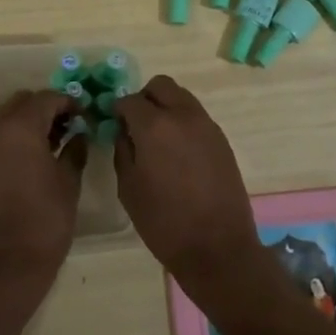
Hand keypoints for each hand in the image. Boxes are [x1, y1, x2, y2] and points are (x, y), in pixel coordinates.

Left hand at [0, 90, 85, 290]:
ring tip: (51, 144)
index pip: (47, 98)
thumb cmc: (46, 218)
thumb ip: (75, 149)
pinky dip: (13, 141)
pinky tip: (30, 162)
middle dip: (45, 108)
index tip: (84, 116)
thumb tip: (80, 134)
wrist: (8, 263)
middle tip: (67, 126)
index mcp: (21, 127)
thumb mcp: (69, 181)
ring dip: (27, 124)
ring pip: (6, 120)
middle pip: (22, 102)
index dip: (69, 103)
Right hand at [113, 76, 270, 310]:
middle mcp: (183, 115)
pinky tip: (178, 152)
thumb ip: (123, 149)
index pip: (129, 100)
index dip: (118, 109)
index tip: (113, 124)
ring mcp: (207, 125)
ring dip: (165, 107)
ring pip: (181, 96)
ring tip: (158, 139)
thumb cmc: (164, 223)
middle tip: (136, 124)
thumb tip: (124, 129)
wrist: (218, 248)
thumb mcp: (129, 188)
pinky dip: (182, 122)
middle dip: (144, 98)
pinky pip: (196, 116)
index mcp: (155, 126)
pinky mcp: (221, 139)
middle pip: (160, 86)